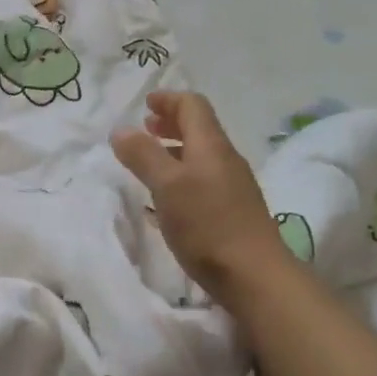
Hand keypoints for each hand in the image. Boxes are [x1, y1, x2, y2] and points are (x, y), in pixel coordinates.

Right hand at [111, 91, 288, 303]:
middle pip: (200, 128)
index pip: (193, 106)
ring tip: (151, 160)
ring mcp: (233, 186)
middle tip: (146, 127)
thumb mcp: (167, 186)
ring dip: (175, 149)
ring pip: (202, 155)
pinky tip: (169, 195)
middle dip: (171, 123)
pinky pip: (204, 179)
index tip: (146, 103)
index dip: (169, 100)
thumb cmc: (207, 225)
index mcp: (211, 146)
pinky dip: (183, 174)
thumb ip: (143, 156)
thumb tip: (121, 130)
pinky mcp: (233, 211)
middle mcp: (225, 159)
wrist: (255, 275)